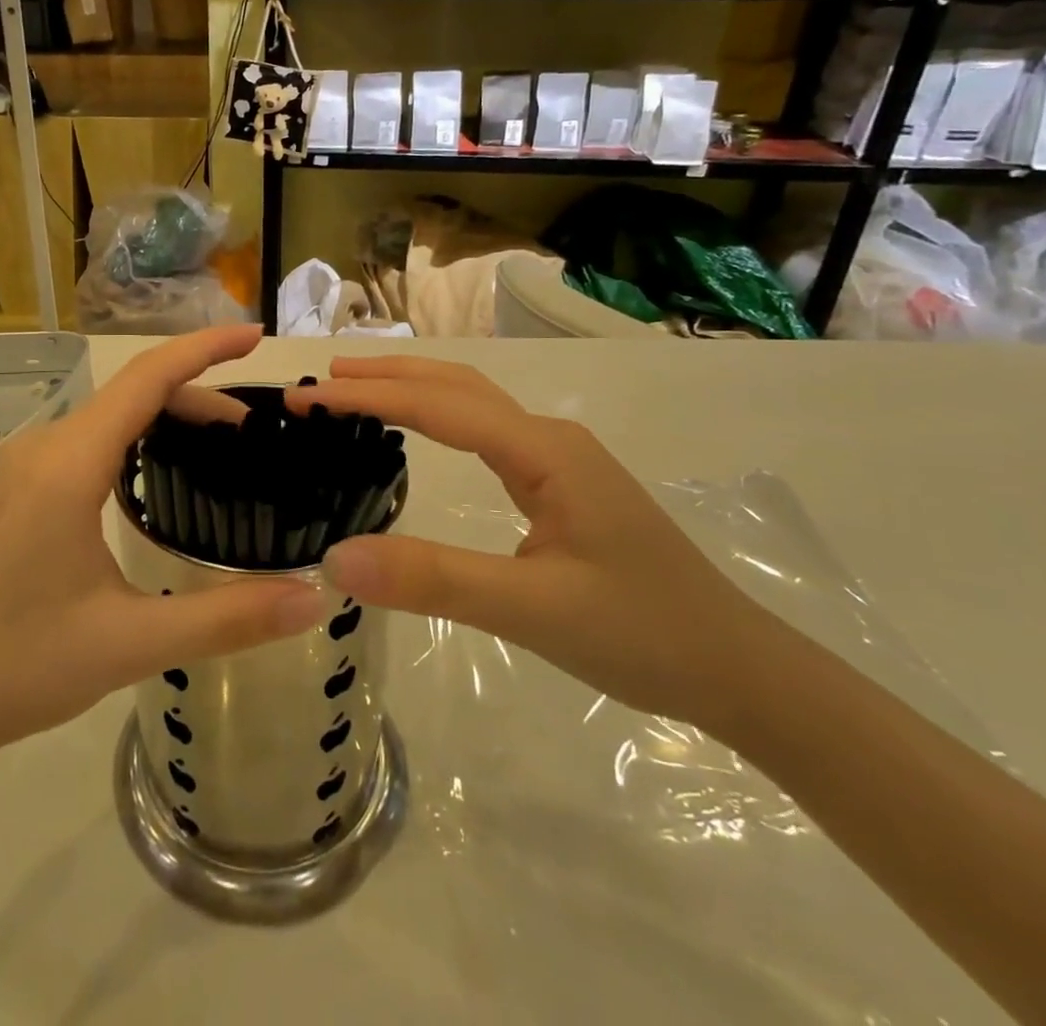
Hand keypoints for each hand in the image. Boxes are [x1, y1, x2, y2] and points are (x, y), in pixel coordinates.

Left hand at [0, 326, 331, 776]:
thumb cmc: (16, 666)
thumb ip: (229, 619)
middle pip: (131, 395)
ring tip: (216, 449)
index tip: (254, 334)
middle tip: (254, 431)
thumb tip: (314, 600)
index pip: (147, 378)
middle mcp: (42, 448)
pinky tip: (150, 479)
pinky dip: (131, 440)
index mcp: (68, 464)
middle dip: (197, 396)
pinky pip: (84, 442)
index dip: (204, 348)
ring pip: (106, 418)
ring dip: (163, 418)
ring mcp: (20, 468)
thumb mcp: (131, 643)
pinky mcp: (11, 491)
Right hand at [287, 356, 782, 729]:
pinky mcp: (561, 484)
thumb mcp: (530, 610)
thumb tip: (335, 557)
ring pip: (473, 403)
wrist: (738, 669)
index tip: (307, 397)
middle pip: (455, 384)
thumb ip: (433, 580)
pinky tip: (422, 432)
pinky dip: (437, 417)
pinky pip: (486, 433)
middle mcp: (549, 439)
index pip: (438, 405)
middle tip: (319, 383)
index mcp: (543, 451)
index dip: (368, 397)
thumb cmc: (640, 633)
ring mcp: (559, 459)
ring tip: (354, 392)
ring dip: (411, 388)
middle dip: (385, 376)